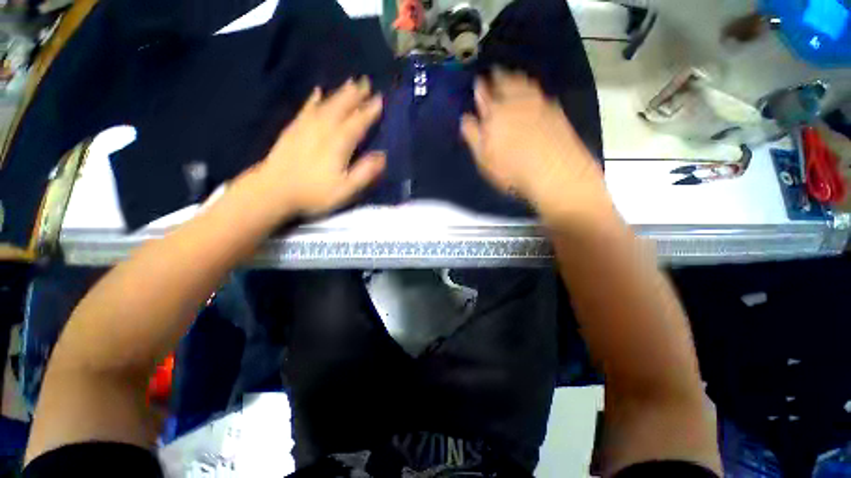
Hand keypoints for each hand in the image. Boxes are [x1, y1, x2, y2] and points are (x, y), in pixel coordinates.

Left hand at [248, 78, 385, 218]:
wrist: (274, 191)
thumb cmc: (315, 193)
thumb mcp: (346, 189)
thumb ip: (365, 172)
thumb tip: (382, 156)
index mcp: (339, 143)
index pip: (358, 123)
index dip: (369, 111)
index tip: (380, 99)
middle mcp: (323, 129)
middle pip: (342, 107)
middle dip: (355, 95)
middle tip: (366, 82)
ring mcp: (306, 127)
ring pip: (326, 104)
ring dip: (339, 93)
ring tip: (349, 83)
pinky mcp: (293, 129)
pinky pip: (306, 109)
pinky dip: (313, 99)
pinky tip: (317, 92)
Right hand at [461, 71, 608, 222]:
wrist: (554, 172)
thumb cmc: (511, 170)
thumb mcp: (484, 159)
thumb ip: (473, 136)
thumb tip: (466, 118)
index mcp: (495, 113)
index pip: (484, 94)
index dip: (481, 88)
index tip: (479, 82)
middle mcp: (516, 102)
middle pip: (506, 82)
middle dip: (499, 76)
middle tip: (495, 72)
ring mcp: (537, 103)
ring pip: (524, 83)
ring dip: (516, 77)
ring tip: (512, 76)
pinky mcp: (554, 110)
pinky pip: (540, 91)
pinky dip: (533, 88)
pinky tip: (533, 91)